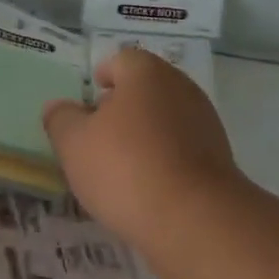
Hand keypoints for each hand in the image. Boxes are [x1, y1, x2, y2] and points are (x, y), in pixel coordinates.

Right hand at [43, 47, 243, 244]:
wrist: (193, 218)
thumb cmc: (125, 168)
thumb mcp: (73, 144)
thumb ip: (61, 119)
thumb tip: (59, 107)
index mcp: (147, 74)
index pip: (122, 60)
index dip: (103, 75)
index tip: (90, 97)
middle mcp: (182, 89)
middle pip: (147, 88)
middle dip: (123, 105)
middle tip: (99, 131)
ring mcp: (205, 123)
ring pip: (167, 118)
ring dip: (145, 133)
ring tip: (120, 163)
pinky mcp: (219, 158)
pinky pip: (182, 147)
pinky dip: (164, 157)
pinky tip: (147, 184)